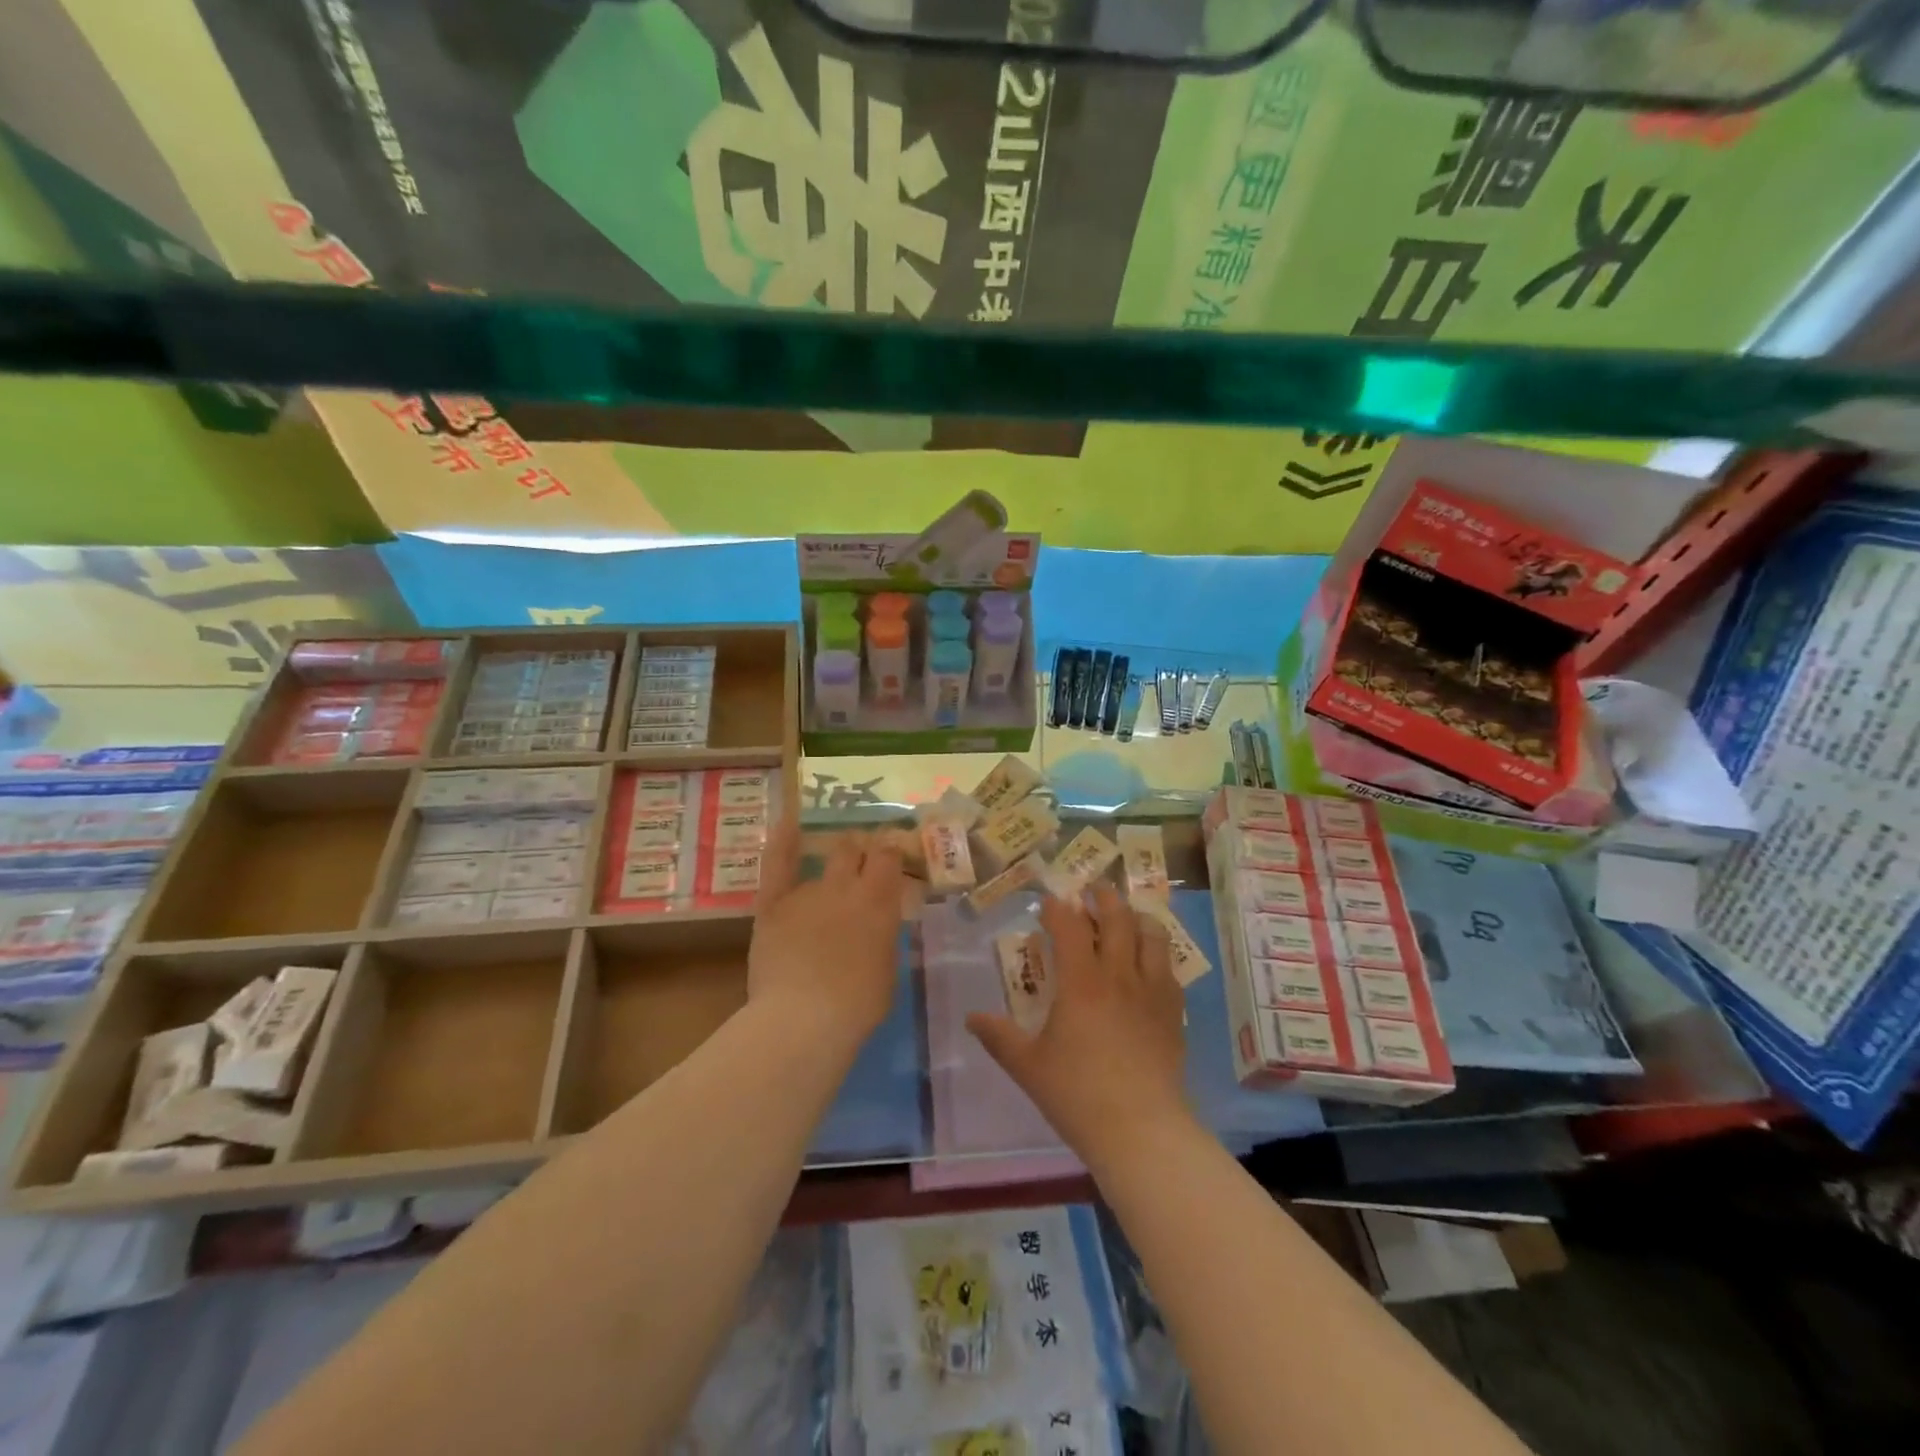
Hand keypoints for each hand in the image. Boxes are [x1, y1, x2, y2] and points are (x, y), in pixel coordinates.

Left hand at [748, 822, 903, 1048]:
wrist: (804, 1018)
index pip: (889, 856)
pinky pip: (777, 864)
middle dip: (861, 848)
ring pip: (824, 860)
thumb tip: (878, 925)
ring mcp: (807, 892)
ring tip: (836, 859)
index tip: (892, 855)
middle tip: (863, 858)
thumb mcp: (887, 969)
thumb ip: (883, 937)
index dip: (891, 851)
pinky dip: (782, 841)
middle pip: (855, 848)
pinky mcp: (773, 904)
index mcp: (879, 901)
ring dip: (833, 859)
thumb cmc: (857, 1005)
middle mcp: (846, 886)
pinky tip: (787, 821)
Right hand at [968, 884, 1192, 1171]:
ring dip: (1136, 918)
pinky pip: (1169, 969)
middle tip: (1093, 890)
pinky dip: (1157, 954)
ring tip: (1126, 917)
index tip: (1049, 903)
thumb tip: (972, 1018)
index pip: (1069, 926)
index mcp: (1081, 981)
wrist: (1141, 1129)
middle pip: (1117, 918)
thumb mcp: (1027, 1066)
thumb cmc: (1077, 1094)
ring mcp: (1152, 991)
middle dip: (1103, 898)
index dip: (1057, 908)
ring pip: (1151, 936)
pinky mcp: (1173, 1011)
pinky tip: (1150, 964)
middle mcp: (1119, 975)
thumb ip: (998, 1037)